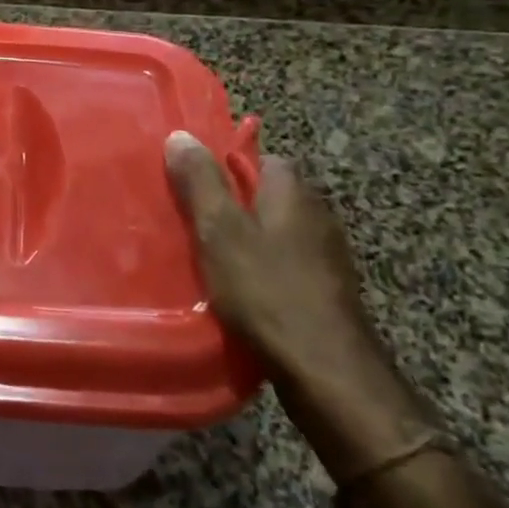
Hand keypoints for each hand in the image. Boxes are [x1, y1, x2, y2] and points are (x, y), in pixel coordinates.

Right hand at [166, 134, 432, 482]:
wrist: (327, 372)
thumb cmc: (267, 290)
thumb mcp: (220, 230)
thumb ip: (200, 182)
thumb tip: (181, 135)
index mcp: (293, 191)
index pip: (260, 157)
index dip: (224, 166)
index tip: (192, 185)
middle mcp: (317, 214)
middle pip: (266, 196)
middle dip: (232, 205)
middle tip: (192, 222)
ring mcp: (327, 255)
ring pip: (276, 232)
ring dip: (247, 241)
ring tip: (208, 258)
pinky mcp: (327, 291)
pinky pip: (285, 264)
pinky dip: (263, 270)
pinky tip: (240, 292)